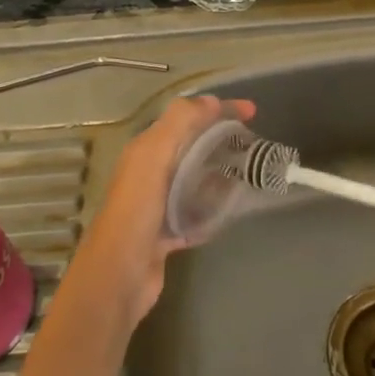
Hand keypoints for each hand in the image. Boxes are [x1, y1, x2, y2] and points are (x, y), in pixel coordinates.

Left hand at [69, 95, 255, 328]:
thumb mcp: (154, 155)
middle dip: (221, 140)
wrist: (119, 274)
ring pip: (195, 180)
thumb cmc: (137, 210)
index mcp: (145, 150)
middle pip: (191, 147)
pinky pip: (195, 212)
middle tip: (254, 144)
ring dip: (219, 173)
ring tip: (250, 173)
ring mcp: (158, 205)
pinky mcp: (166, 234)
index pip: (186, 118)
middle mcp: (149, 173)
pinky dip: (212, 208)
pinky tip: (232, 209)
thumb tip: (212, 101)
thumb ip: (180, 123)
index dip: (218, 110)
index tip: (253, 111)